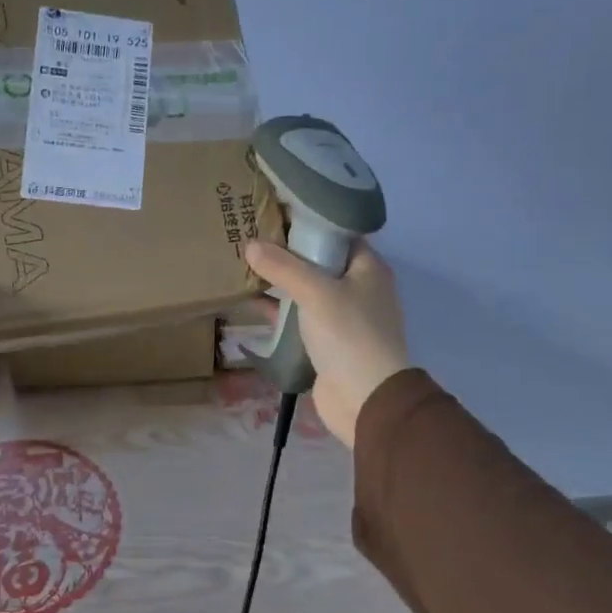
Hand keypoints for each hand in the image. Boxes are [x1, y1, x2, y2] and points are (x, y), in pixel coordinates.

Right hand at [243, 238, 410, 447]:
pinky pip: (298, 317)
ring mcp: (342, 317)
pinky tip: (249, 302)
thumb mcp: (315, 292)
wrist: (365, 399)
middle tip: (251, 236)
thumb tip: (251, 246)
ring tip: (243, 265)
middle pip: (318, 261)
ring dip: (278, 282)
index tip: (274, 213)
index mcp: (368, 268)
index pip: (338, 234)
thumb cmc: (349, 334)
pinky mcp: (326, 342)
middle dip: (286, 252)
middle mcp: (358, 288)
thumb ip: (283, 267)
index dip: (308, 223)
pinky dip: (277, 310)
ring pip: (305, 290)